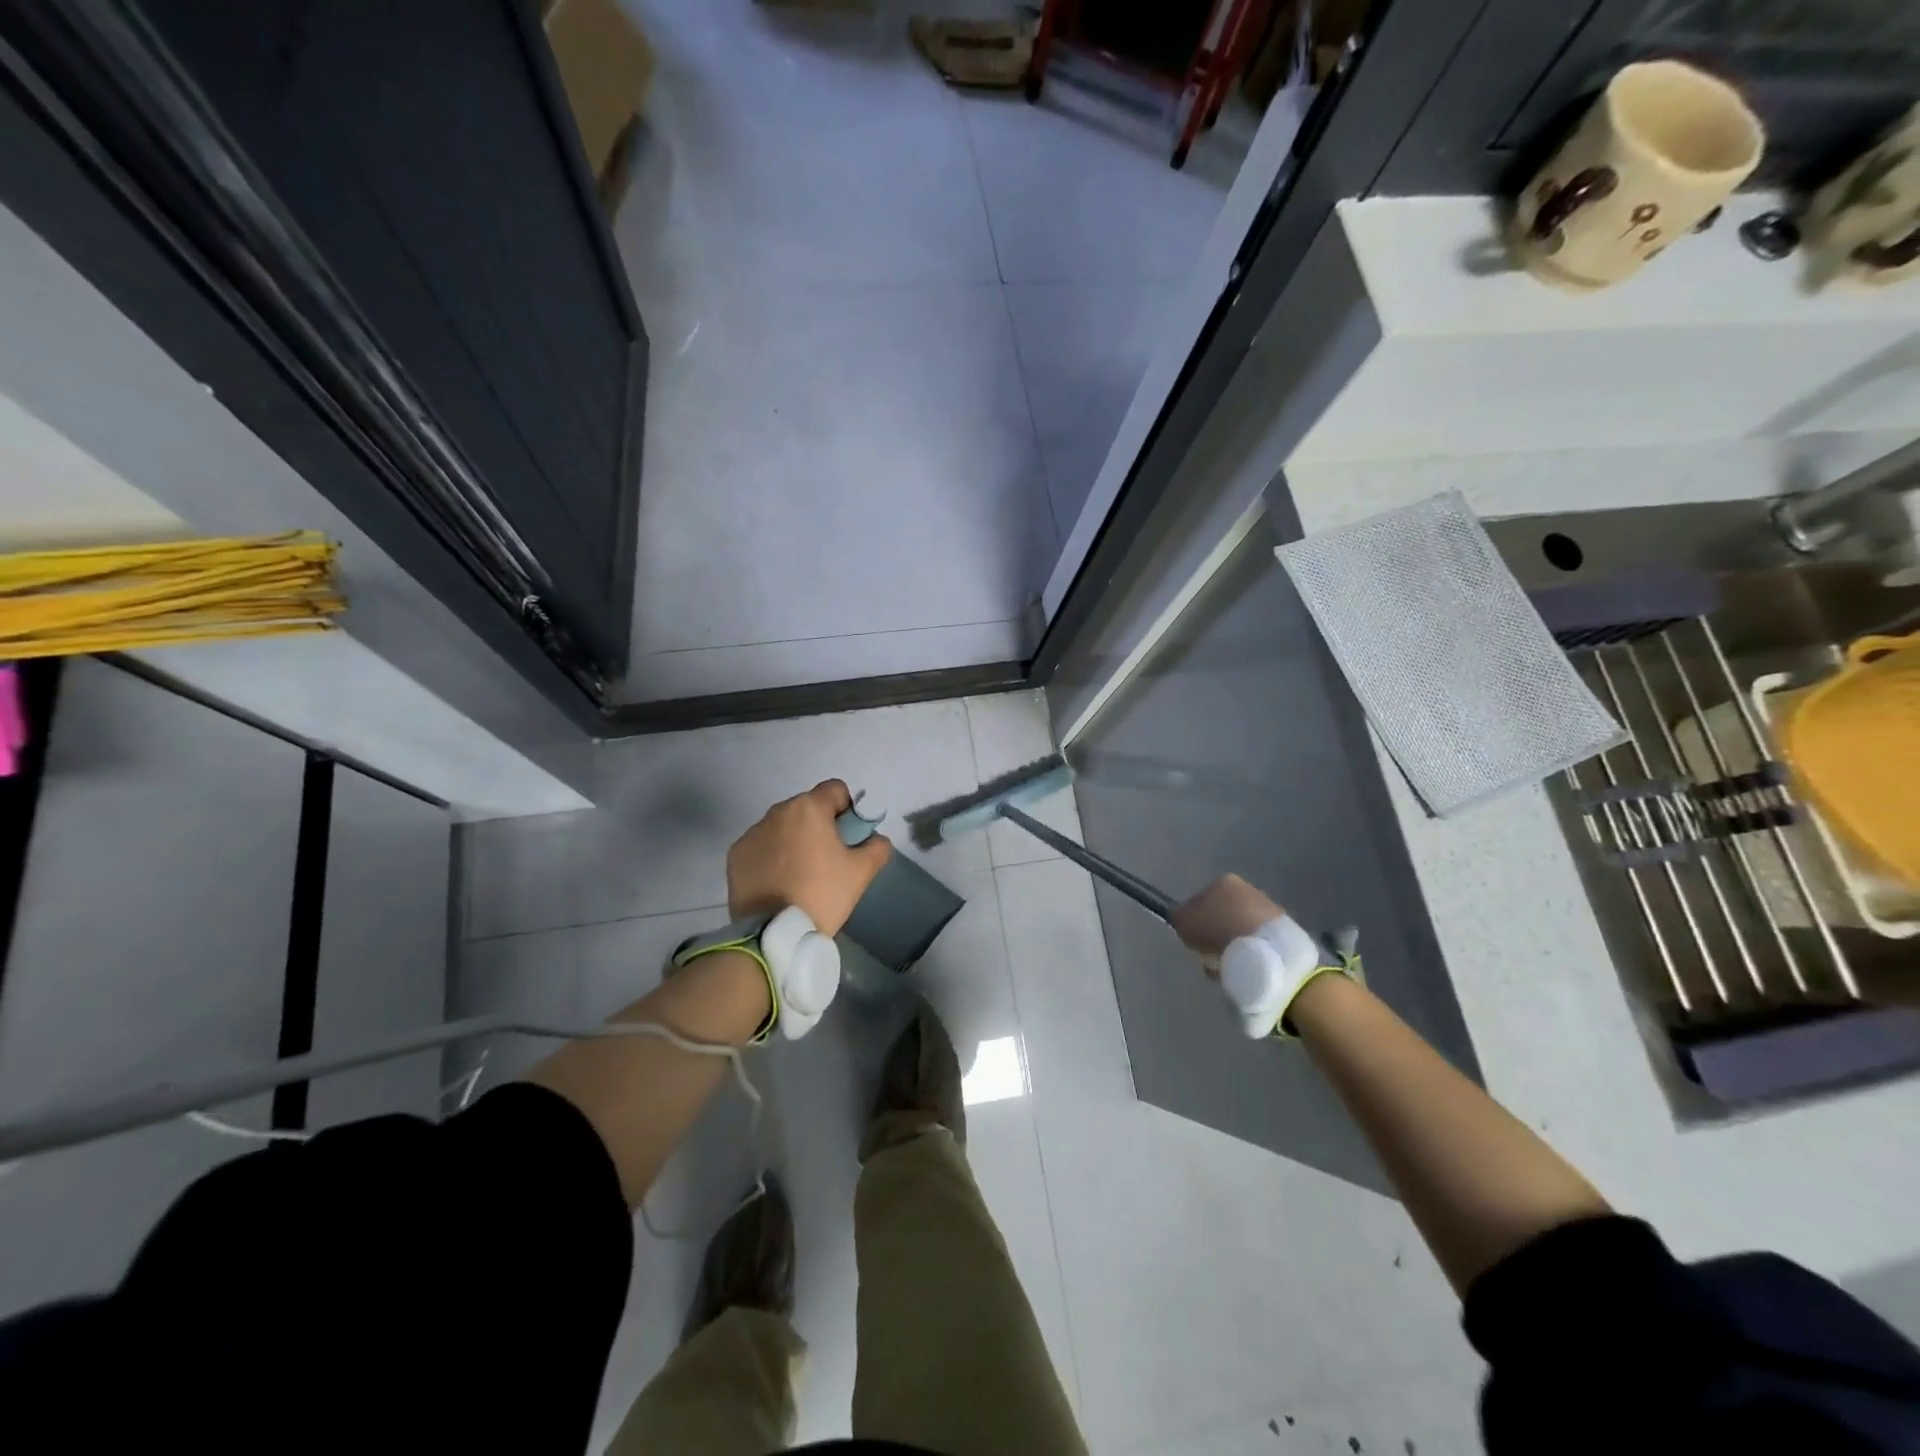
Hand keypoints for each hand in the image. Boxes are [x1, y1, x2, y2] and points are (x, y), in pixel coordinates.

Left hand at [727, 779, 891, 937]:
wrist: (774, 932)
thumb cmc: (822, 894)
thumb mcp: (862, 872)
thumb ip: (877, 846)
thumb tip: (874, 839)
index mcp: (809, 808)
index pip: (835, 790)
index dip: (848, 810)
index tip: (849, 838)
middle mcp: (777, 811)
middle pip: (807, 808)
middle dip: (819, 827)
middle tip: (827, 861)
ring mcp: (752, 833)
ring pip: (782, 827)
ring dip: (794, 840)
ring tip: (800, 875)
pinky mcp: (736, 855)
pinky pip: (761, 846)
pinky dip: (771, 857)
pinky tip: (778, 883)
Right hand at [1171, 874, 1283, 971]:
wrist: (1267, 949)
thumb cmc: (1219, 930)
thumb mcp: (1185, 922)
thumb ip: (1178, 916)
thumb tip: (1180, 916)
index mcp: (1223, 881)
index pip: (1199, 899)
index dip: (1193, 921)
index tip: (1193, 940)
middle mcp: (1247, 888)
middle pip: (1221, 915)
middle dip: (1215, 934)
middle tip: (1209, 954)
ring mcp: (1267, 908)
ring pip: (1239, 930)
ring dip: (1231, 946)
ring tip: (1227, 965)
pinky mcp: (1282, 930)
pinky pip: (1256, 943)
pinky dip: (1249, 954)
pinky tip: (1246, 967)